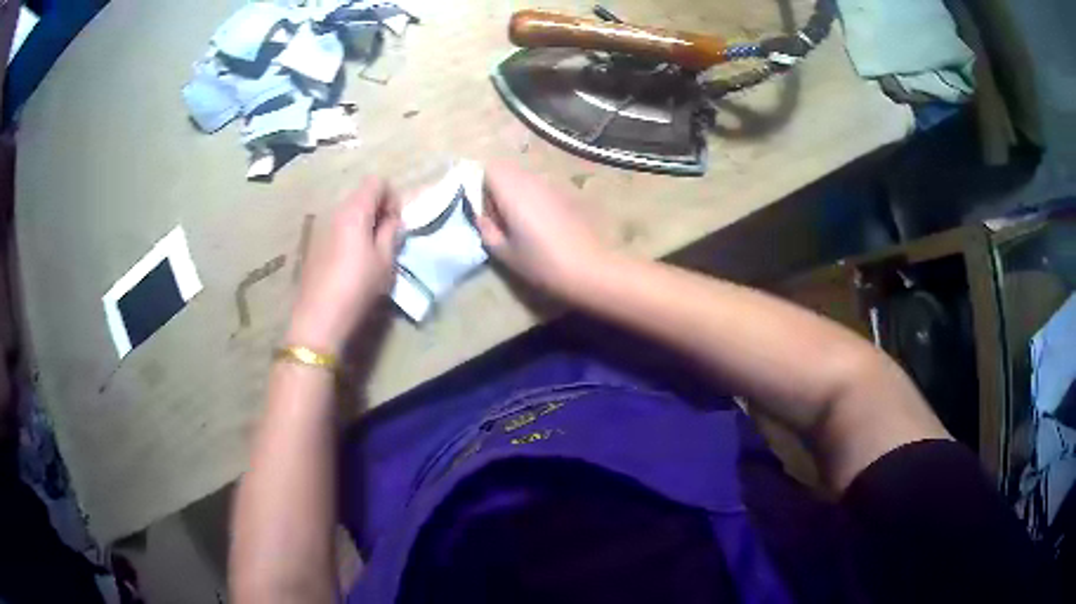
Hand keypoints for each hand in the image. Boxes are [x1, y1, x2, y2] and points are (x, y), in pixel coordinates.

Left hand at [287, 178, 399, 354]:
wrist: (319, 318)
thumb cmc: (357, 288)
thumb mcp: (385, 261)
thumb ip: (391, 233)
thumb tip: (392, 219)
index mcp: (354, 211)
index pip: (377, 182)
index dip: (392, 197)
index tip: (396, 222)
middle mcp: (335, 212)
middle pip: (361, 195)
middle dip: (378, 209)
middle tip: (387, 237)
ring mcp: (321, 227)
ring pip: (348, 212)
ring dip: (363, 222)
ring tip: (371, 250)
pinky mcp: (313, 244)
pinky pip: (337, 227)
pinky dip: (349, 233)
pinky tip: (351, 261)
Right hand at [477, 162, 607, 296]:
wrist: (591, 268)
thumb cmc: (542, 263)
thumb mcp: (506, 253)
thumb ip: (487, 230)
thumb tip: (481, 217)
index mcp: (513, 191)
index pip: (490, 169)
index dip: (483, 187)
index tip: (487, 211)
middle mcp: (533, 180)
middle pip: (508, 171)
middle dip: (500, 190)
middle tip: (503, 220)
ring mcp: (554, 185)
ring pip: (527, 180)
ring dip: (519, 195)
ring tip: (525, 225)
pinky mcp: (570, 194)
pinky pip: (544, 189)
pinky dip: (537, 200)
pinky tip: (546, 227)